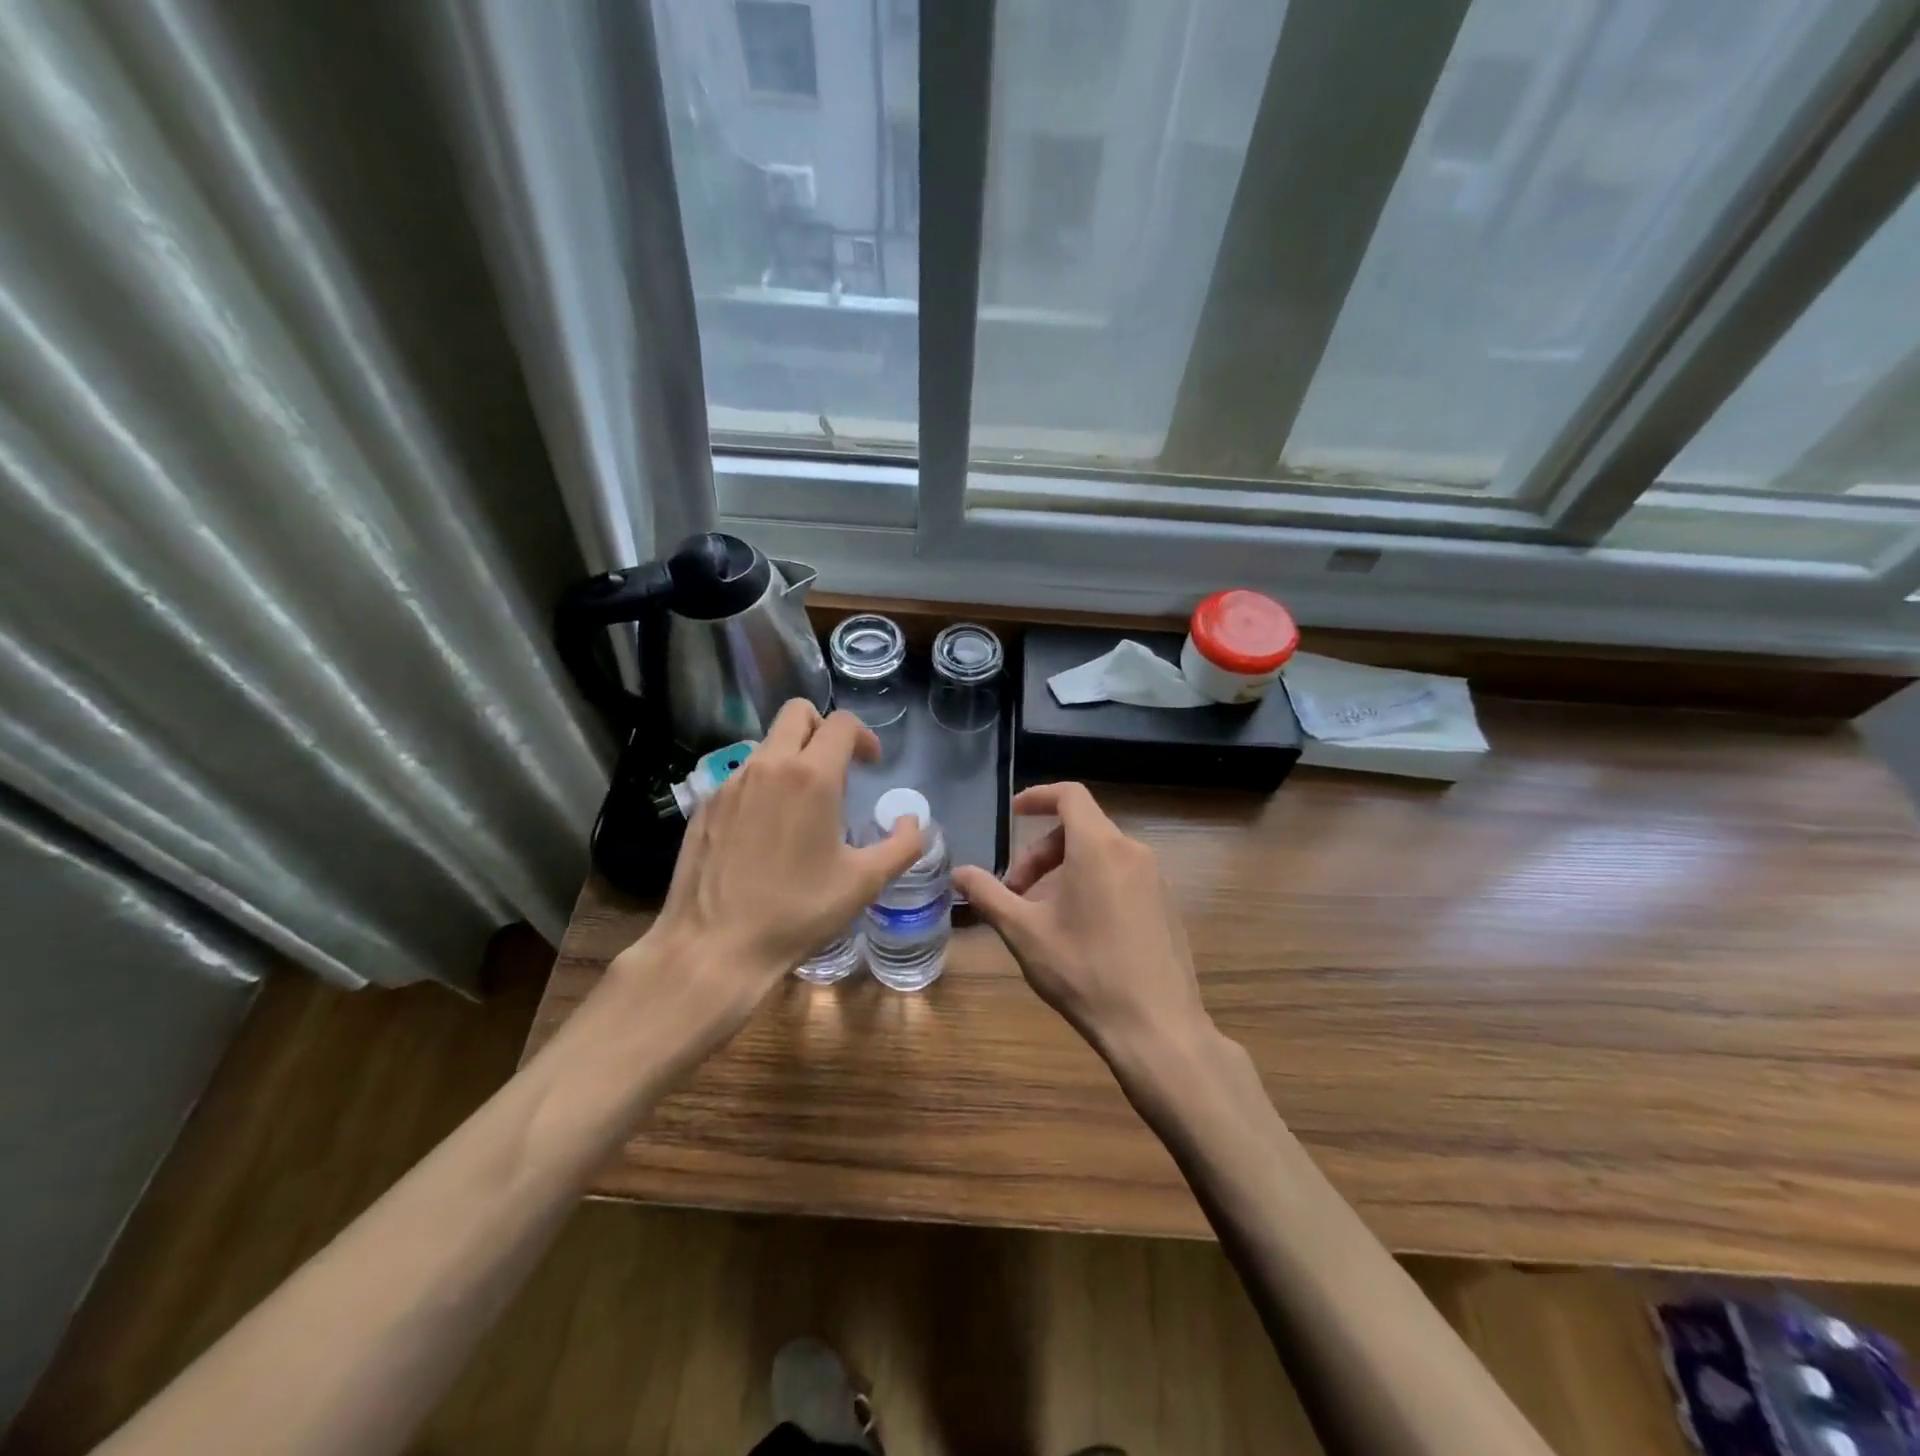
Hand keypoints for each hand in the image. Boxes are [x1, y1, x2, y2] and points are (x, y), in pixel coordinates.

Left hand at [630, 701, 923, 1016]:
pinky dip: (763, 784)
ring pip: (767, 744)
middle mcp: (768, 766)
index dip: (863, 736)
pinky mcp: (706, 805)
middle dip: (824, 729)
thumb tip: (914, 820)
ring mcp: (731, 783)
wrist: (714, 946)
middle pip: (797, 713)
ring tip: (803, 804)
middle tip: (838, 768)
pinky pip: (742, 775)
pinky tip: (767, 829)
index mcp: (811, 776)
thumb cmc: (797, 912)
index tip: (871, 763)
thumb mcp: (864, 882)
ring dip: (792, 756)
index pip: (840, 723)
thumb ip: (902, 845)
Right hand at [953, 782, 1210, 1061]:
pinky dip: (1093, 882)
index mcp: (1098, 847)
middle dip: (1041, 851)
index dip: (1038, 797)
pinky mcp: (1166, 904)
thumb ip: (989, 894)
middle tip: (1016, 890)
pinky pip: (1122, 875)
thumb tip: (959, 873)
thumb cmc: (1084, 971)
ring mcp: (1155, 878)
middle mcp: (1132, 851)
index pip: (1069, 795)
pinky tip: (1079, 928)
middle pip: (1081, 827)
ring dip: (1065, 869)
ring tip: (1043, 914)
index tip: (1013, 814)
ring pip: (1101, 853)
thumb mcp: (1024, 932)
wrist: (1156, 1027)